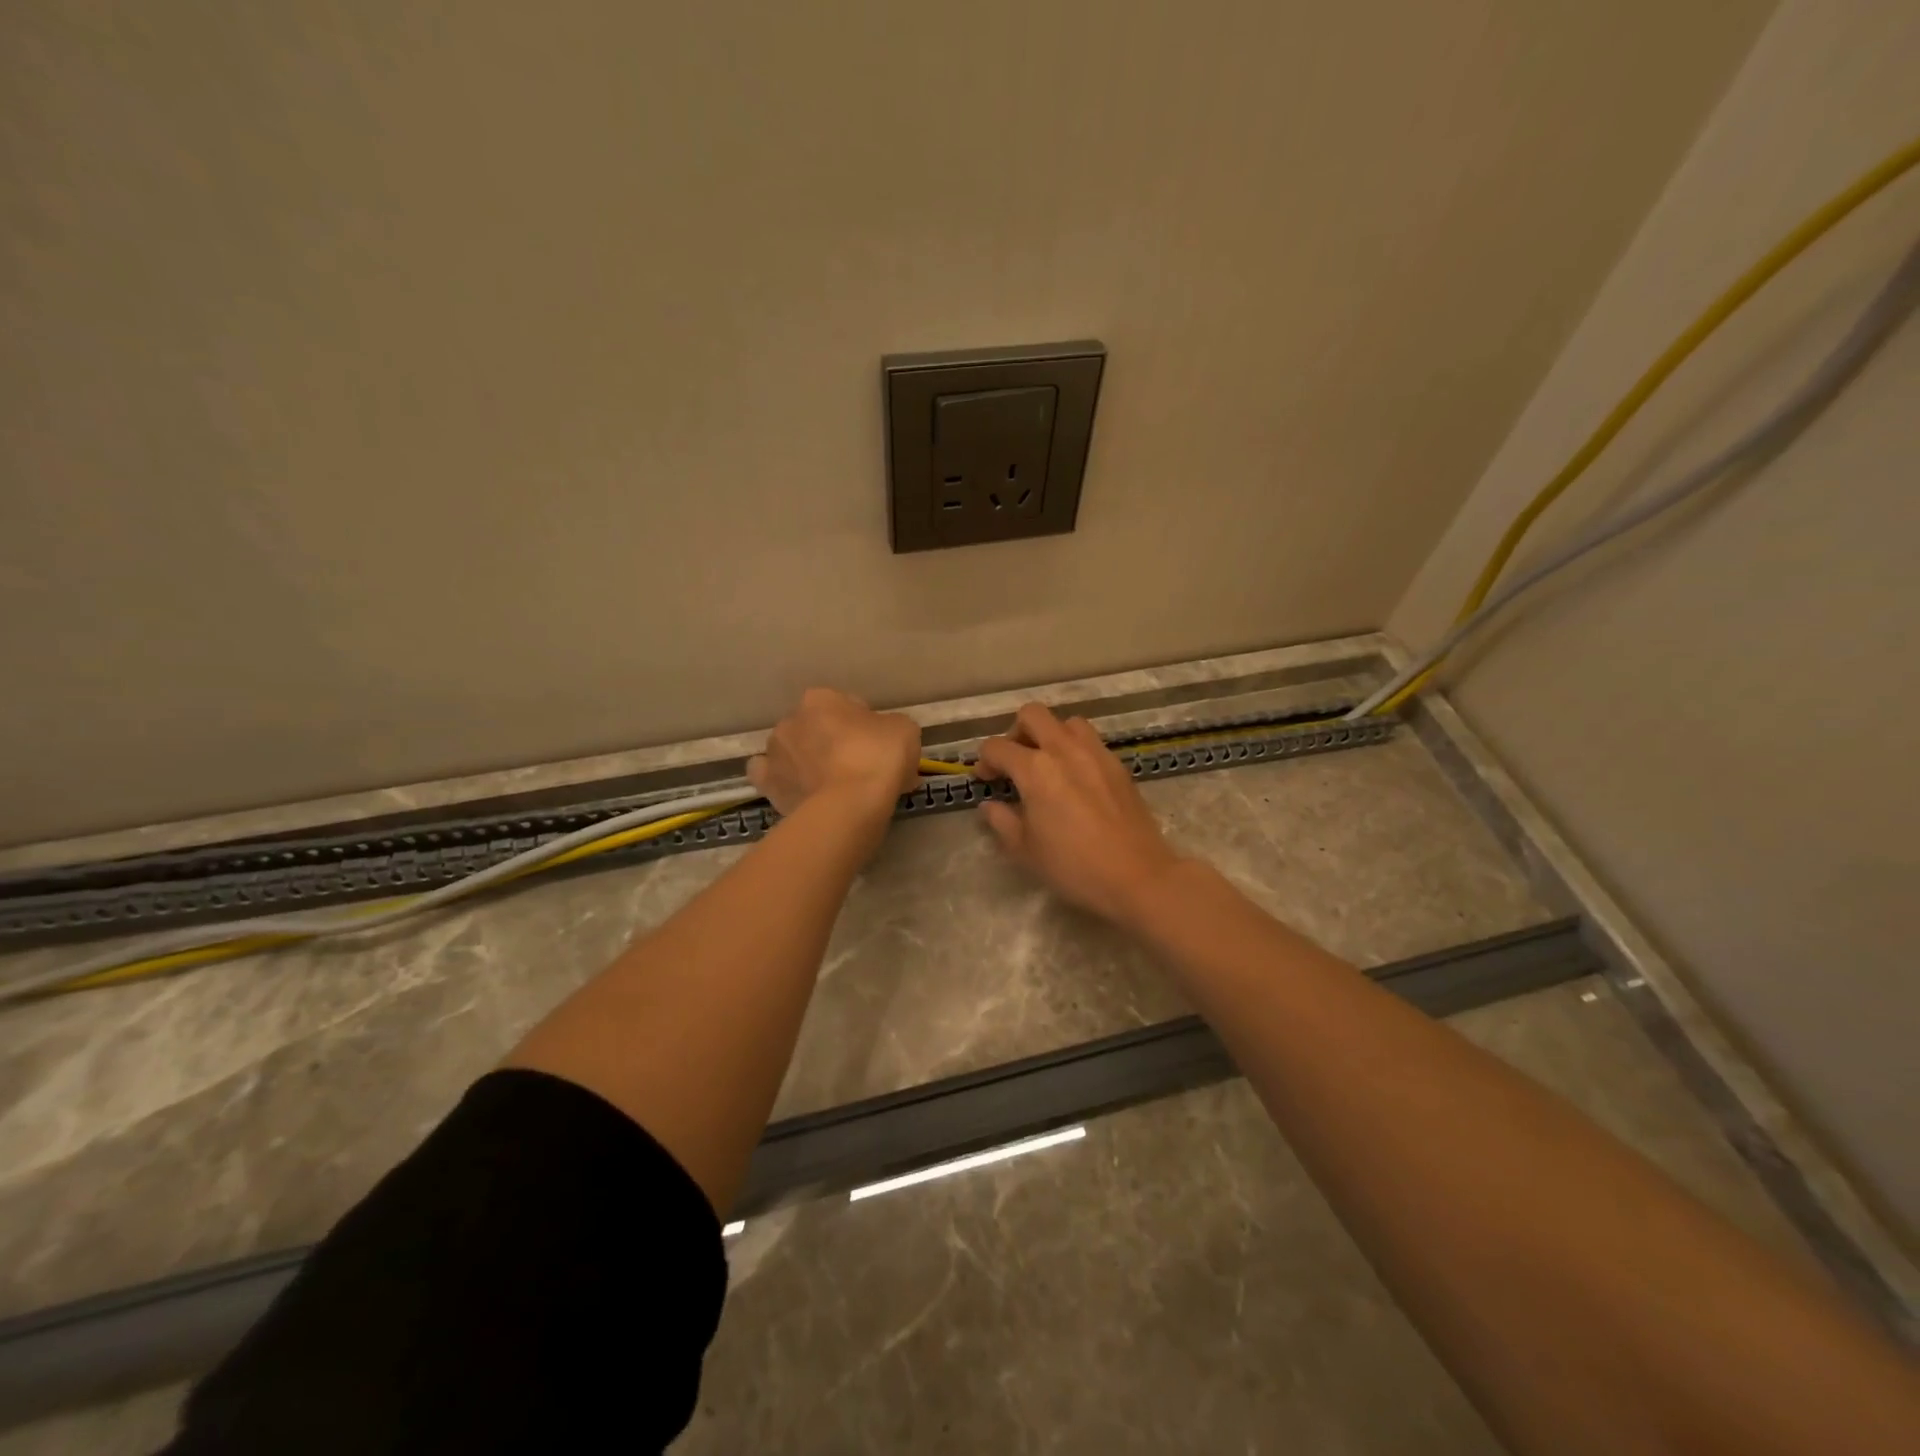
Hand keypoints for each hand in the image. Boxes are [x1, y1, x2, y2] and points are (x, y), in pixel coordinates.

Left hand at [748, 688, 921, 823]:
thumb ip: (890, 726)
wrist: (849, 806)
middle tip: (861, 767)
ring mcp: (775, 753)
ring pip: (795, 752)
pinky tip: (804, 792)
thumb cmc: (878, 758)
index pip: (847, 706)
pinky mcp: (768, 785)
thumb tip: (883, 739)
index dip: (867, 726)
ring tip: (835, 787)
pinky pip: (774, 778)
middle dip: (835, 743)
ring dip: (810, 762)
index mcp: (820, 698)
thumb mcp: (904, 730)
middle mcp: (791, 719)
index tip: (880, 747)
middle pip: (818, 728)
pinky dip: (787, 782)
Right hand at [973, 703, 1182, 923]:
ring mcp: (1095, 753)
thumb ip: (1002, 821)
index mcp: (1035, 769)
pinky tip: (1075, 779)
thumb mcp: (1025, 850)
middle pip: (1033, 715)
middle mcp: (1064, 750)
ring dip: (1050, 735)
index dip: (984, 761)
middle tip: (1015, 762)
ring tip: (1047, 765)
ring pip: (1066, 723)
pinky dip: (1075, 749)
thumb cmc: (1073, 866)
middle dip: (1016, 732)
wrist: (1138, 876)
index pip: (997, 747)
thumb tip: (990, 804)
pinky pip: (1091, 741)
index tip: (985, 780)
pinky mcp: (1117, 765)